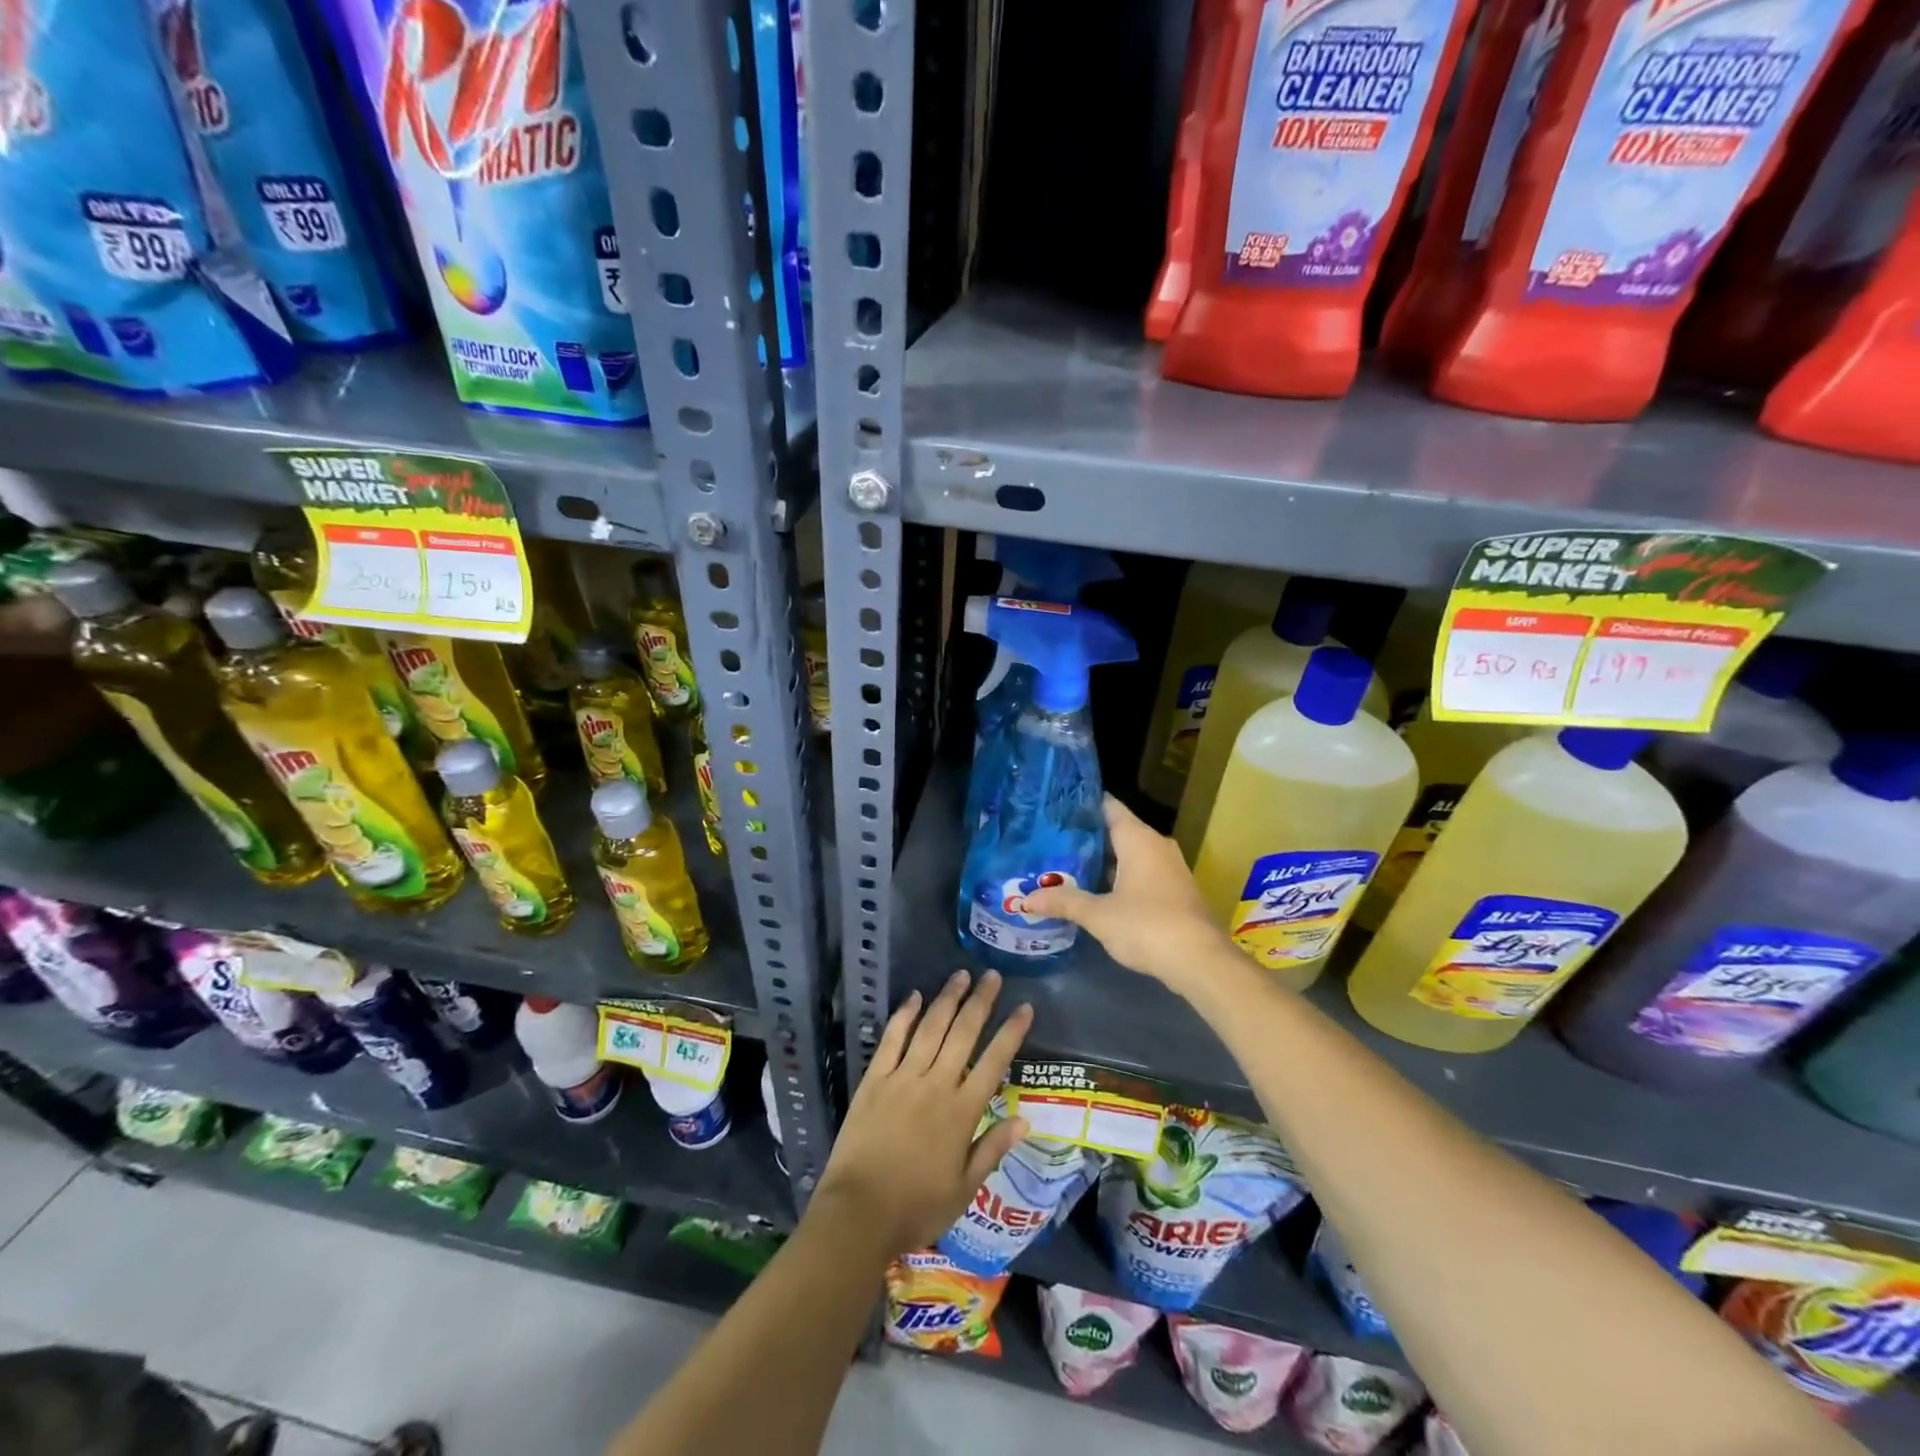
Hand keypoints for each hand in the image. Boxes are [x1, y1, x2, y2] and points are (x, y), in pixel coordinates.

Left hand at [813, 970, 1033, 1254]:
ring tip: (961, 975)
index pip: (994, 1062)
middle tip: (992, 976)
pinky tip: (915, 996)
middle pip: (963, 1034)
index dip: (1012, 1032)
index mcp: (962, 1112)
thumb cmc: (916, 1207)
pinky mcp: (875, 1079)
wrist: (858, 1214)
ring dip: (947, 999)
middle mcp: (936, 1085)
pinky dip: (905, 1015)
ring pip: (930, 1028)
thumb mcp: (964, 1188)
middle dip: (981, 1002)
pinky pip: (892, 1039)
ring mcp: (903, 1078)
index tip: (1025, 1007)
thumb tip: (1025, 1120)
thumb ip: (993, 1149)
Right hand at [1023, 795, 1229, 989]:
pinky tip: (1094, 891)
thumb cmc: (1147, 926)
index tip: (1053, 808)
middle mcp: (1156, 845)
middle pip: (1116, 830)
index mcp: (1138, 838)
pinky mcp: (1174, 890)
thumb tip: (1026, 899)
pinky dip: (1117, 877)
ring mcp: (1168, 868)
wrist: (1200, 962)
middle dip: (1085, 837)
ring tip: (1065, 864)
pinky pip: (1140, 872)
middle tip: (1050, 840)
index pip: (1107, 806)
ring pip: (1128, 854)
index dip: (1081, 805)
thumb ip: (1064, 902)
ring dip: (1101, 861)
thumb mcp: (1098, 915)